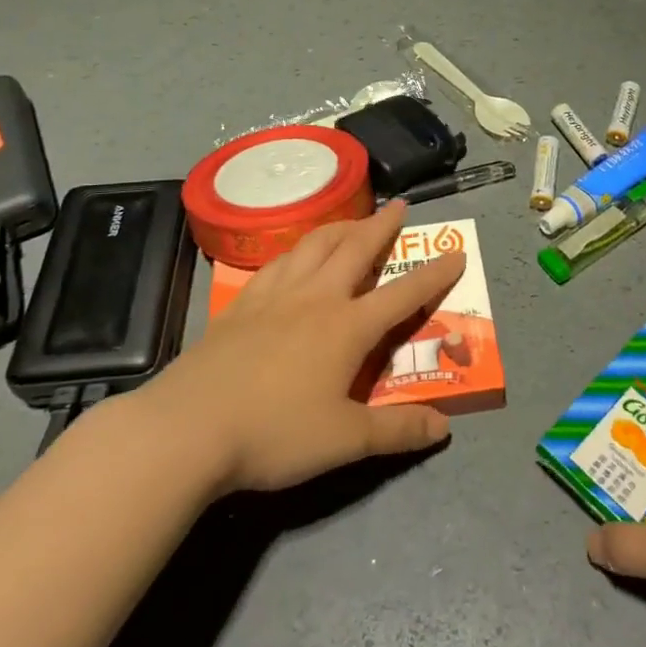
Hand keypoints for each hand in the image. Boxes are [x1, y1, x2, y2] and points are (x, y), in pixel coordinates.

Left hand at [147, 200, 464, 494]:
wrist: (188, 428)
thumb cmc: (274, 432)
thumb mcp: (345, 440)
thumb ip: (397, 431)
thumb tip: (444, 427)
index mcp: (347, 326)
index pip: (403, 293)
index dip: (434, 274)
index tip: (457, 252)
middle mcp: (316, 298)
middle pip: (355, 249)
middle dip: (382, 226)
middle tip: (399, 206)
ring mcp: (274, 296)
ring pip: (314, 246)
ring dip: (339, 228)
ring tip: (351, 222)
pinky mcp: (240, 305)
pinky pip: (277, 263)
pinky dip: (296, 250)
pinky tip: (294, 257)